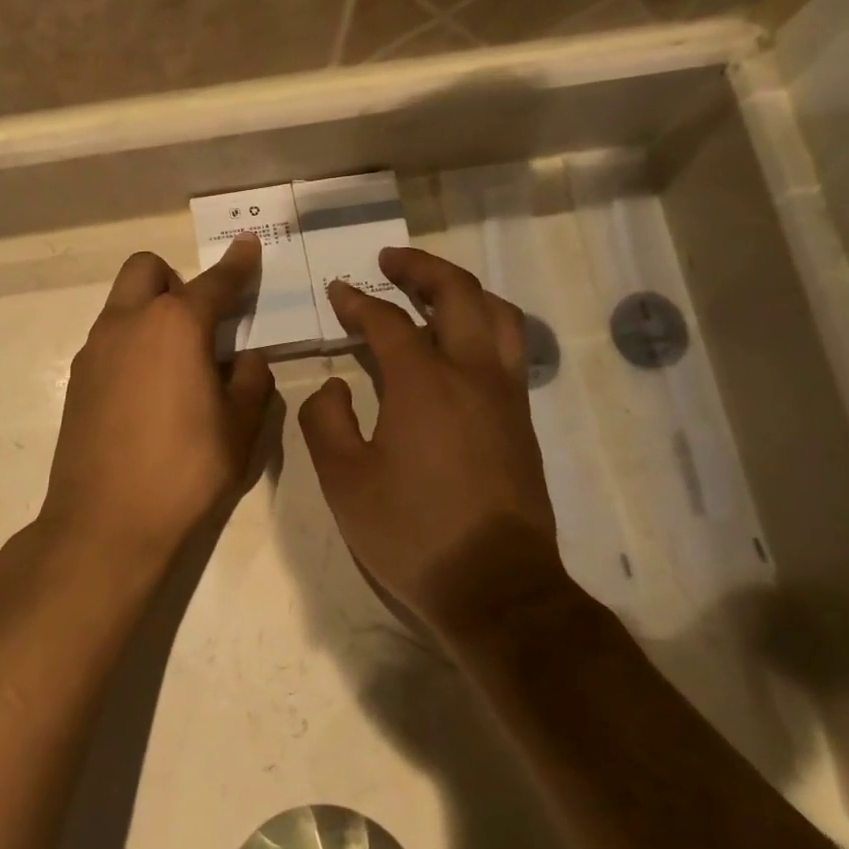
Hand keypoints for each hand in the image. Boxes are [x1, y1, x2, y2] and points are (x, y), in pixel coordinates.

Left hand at [39, 236, 274, 574]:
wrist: (105, 522)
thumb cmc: (184, 472)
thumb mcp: (239, 429)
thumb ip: (251, 382)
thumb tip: (247, 358)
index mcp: (175, 326)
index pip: (214, 283)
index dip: (237, 264)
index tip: (248, 246)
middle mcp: (128, 324)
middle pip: (147, 270)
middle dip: (176, 280)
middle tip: (200, 322)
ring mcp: (95, 350)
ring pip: (122, 304)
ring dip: (151, 312)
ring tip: (177, 365)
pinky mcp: (77, 380)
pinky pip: (109, 339)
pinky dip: (132, 344)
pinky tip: (148, 394)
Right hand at [298, 247, 567, 640]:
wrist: (495, 587)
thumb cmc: (411, 532)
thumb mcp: (343, 481)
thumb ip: (326, 421)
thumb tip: (335, 386)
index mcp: (423, 383)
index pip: (388, 321)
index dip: (358, 302)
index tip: (337, 292)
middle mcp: (472, 374)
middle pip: (457, 295)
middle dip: (421, 269)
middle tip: (390, 261)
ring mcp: (505, 396)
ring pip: (497, 315)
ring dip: (462, 290)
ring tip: (432, 290)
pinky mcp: (522, 421)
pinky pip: (509, 349)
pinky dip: (484, 324)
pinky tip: (461, 342)